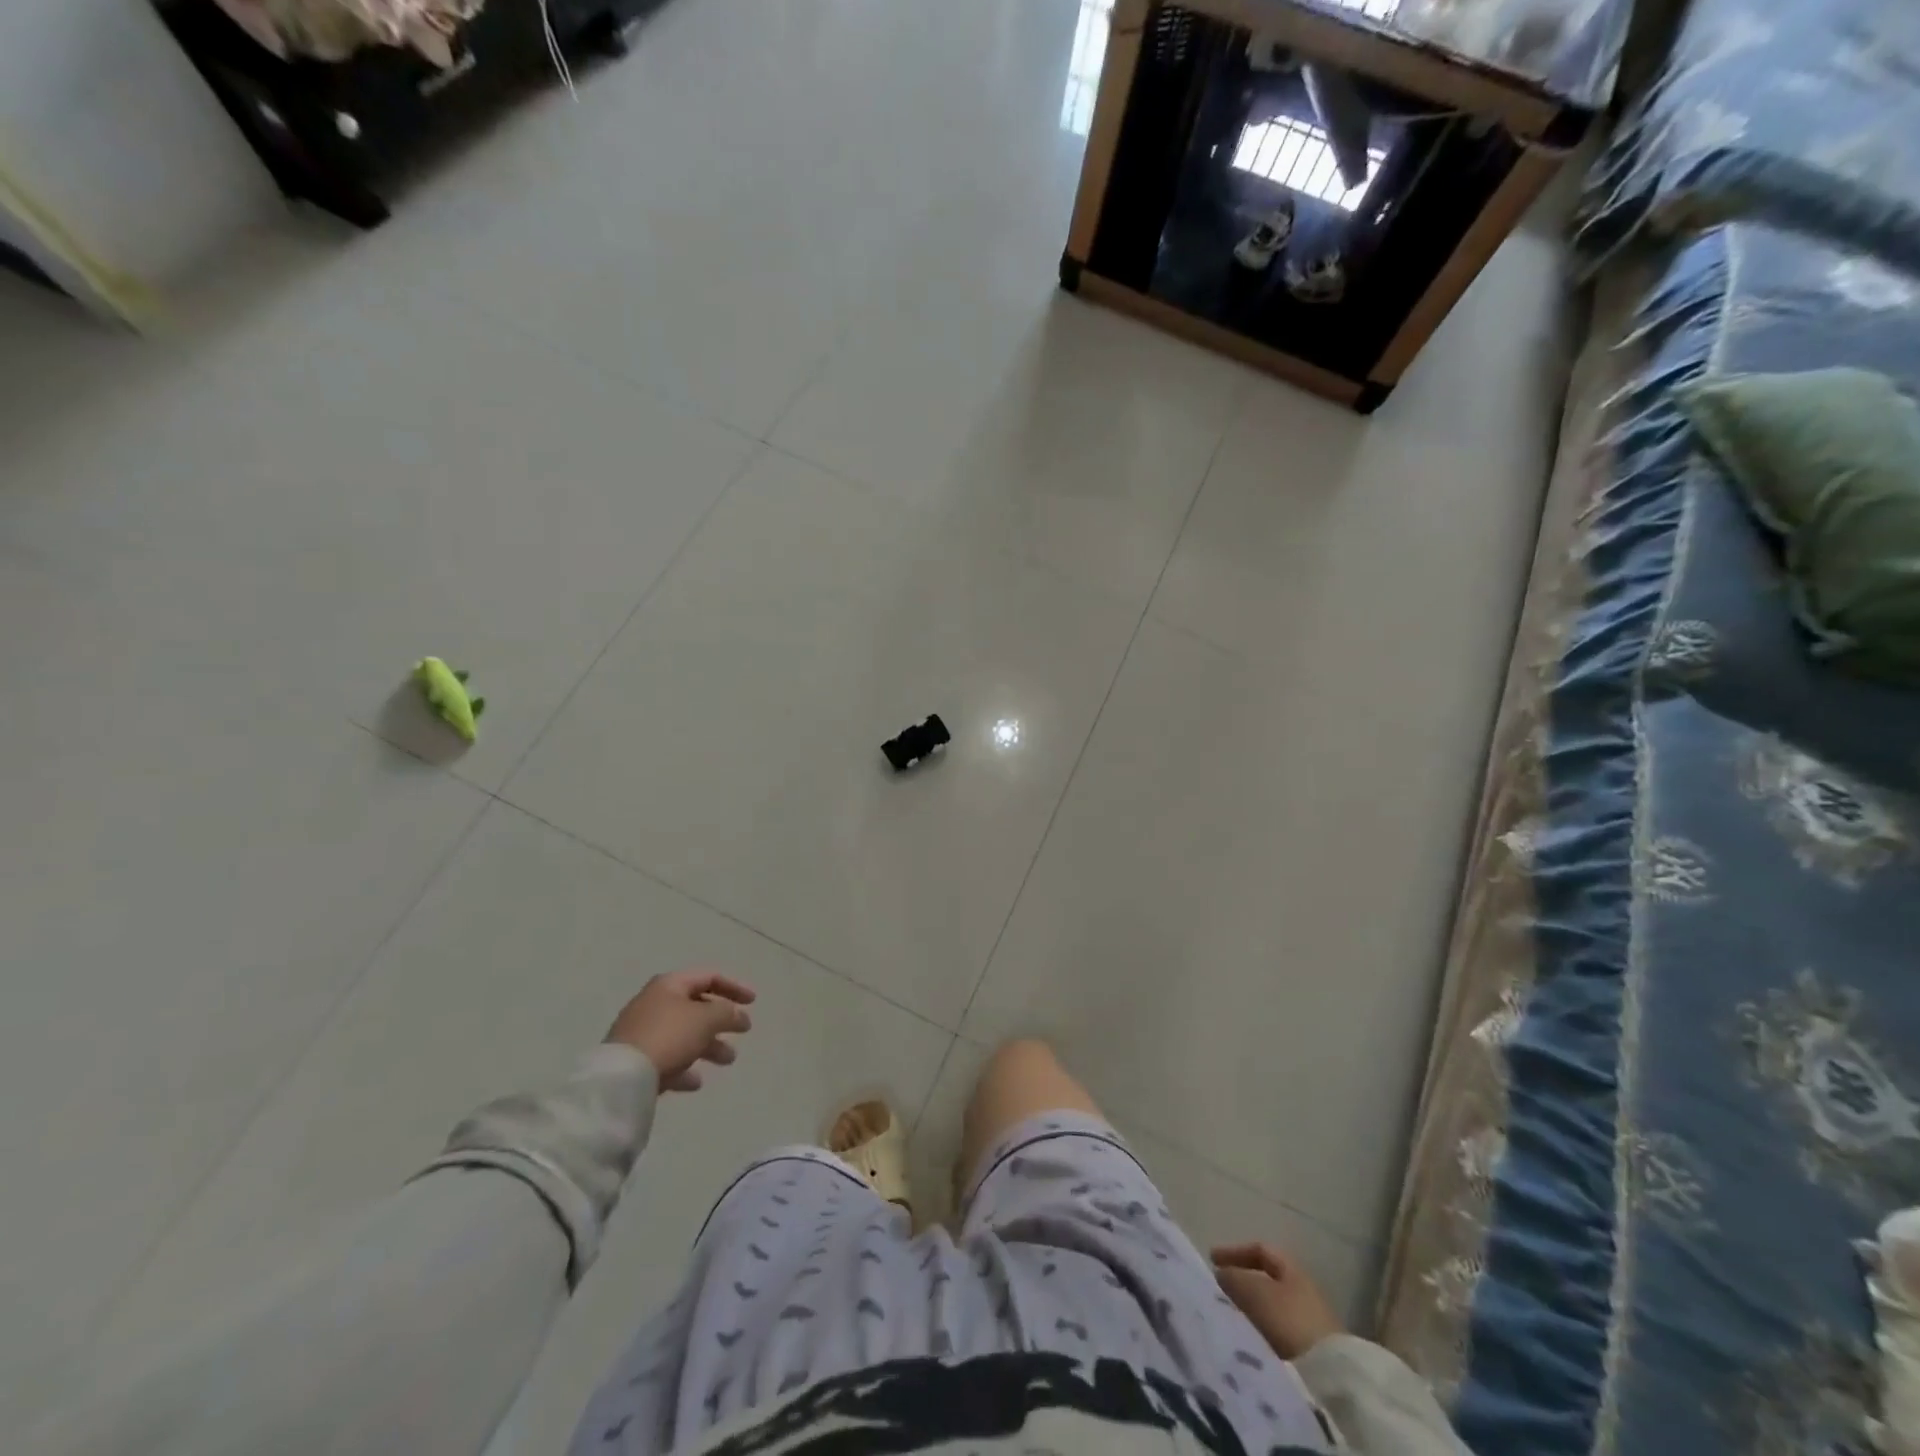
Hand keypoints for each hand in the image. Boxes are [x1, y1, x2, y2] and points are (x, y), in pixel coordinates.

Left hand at [605, 970, 754, 1092]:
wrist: (622, 1078)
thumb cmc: (669, 1036)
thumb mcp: (707, 1018)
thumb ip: (727, 1012)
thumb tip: (736, 1014)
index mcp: (670, 985)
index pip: (708, 977)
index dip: (734, 987)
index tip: (753, 1002)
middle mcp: (654, 1003)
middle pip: (696, 1007)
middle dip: (722, 1020)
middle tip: (743, 1031)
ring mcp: (642, 1032)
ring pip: (684, 1034)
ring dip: (709, 1045)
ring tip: (728, 1060)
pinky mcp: (635, 1060)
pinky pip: (668, 1058)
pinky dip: (685, 1066)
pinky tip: (695, 1081)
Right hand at [1213, 1242, 1344, 1358]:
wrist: (1329, 1377)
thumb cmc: (1288, 1320)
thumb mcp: (1253, 1291)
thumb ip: (1233, 1277)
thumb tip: (1221, 1274)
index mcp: (1293, 1269)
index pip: (1261, 1250)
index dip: (1235, 1252)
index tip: (1212, 1260)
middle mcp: (1304, 1291)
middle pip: (1266, 1281)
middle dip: (1241, 1284)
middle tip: (1219, 1292)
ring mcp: (1310, 1323)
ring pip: (1271, 1308)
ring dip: (1249, 1310)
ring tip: (1230, 1319)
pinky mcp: (1311, 1354)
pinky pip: (1277, 1333)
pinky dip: (1260, 1332)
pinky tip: (1248, 1341)